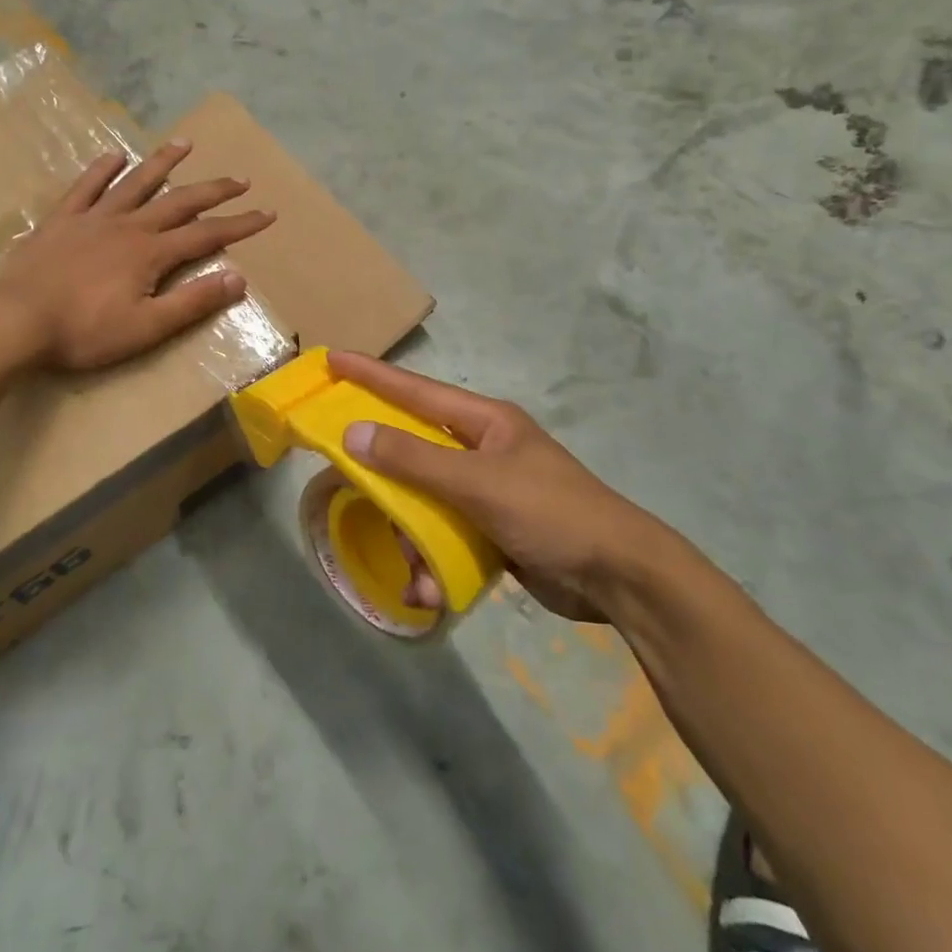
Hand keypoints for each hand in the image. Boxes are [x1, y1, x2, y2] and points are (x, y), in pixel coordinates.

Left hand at [0, 139, 274, 370]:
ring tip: (185, 144)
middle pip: (179, 201)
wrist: (15, 320)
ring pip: (136, 183)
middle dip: (213, 190)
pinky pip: (86, 186)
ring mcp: (93, 218)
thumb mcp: (146, 327)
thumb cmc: (84, 331)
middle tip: (240, 179)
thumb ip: (192, 302)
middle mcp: (128, 225)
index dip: (240, 224)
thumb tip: (238, 277)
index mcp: (151, 253)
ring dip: (163, 163)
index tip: (267, 213)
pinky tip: (115, 155)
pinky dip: (103, 170)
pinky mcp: (61, 219)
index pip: (206, 235)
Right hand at [328, 351, 670, 621]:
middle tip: (354, 490)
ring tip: (415, 573)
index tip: (332, 360)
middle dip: (387, 483)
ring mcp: (488, 491)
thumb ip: (413, 460)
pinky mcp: (493, 529)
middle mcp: (482, 449)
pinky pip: (445, 535)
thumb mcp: (477, 483)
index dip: (371, 375)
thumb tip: (354, 433)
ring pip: (425, 501)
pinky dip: (434, 562)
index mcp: (484, 422)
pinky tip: (430, 591)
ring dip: (413, 538)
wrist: (620, 577)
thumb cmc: (550, 512)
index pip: (414, 390)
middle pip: (413, 453)